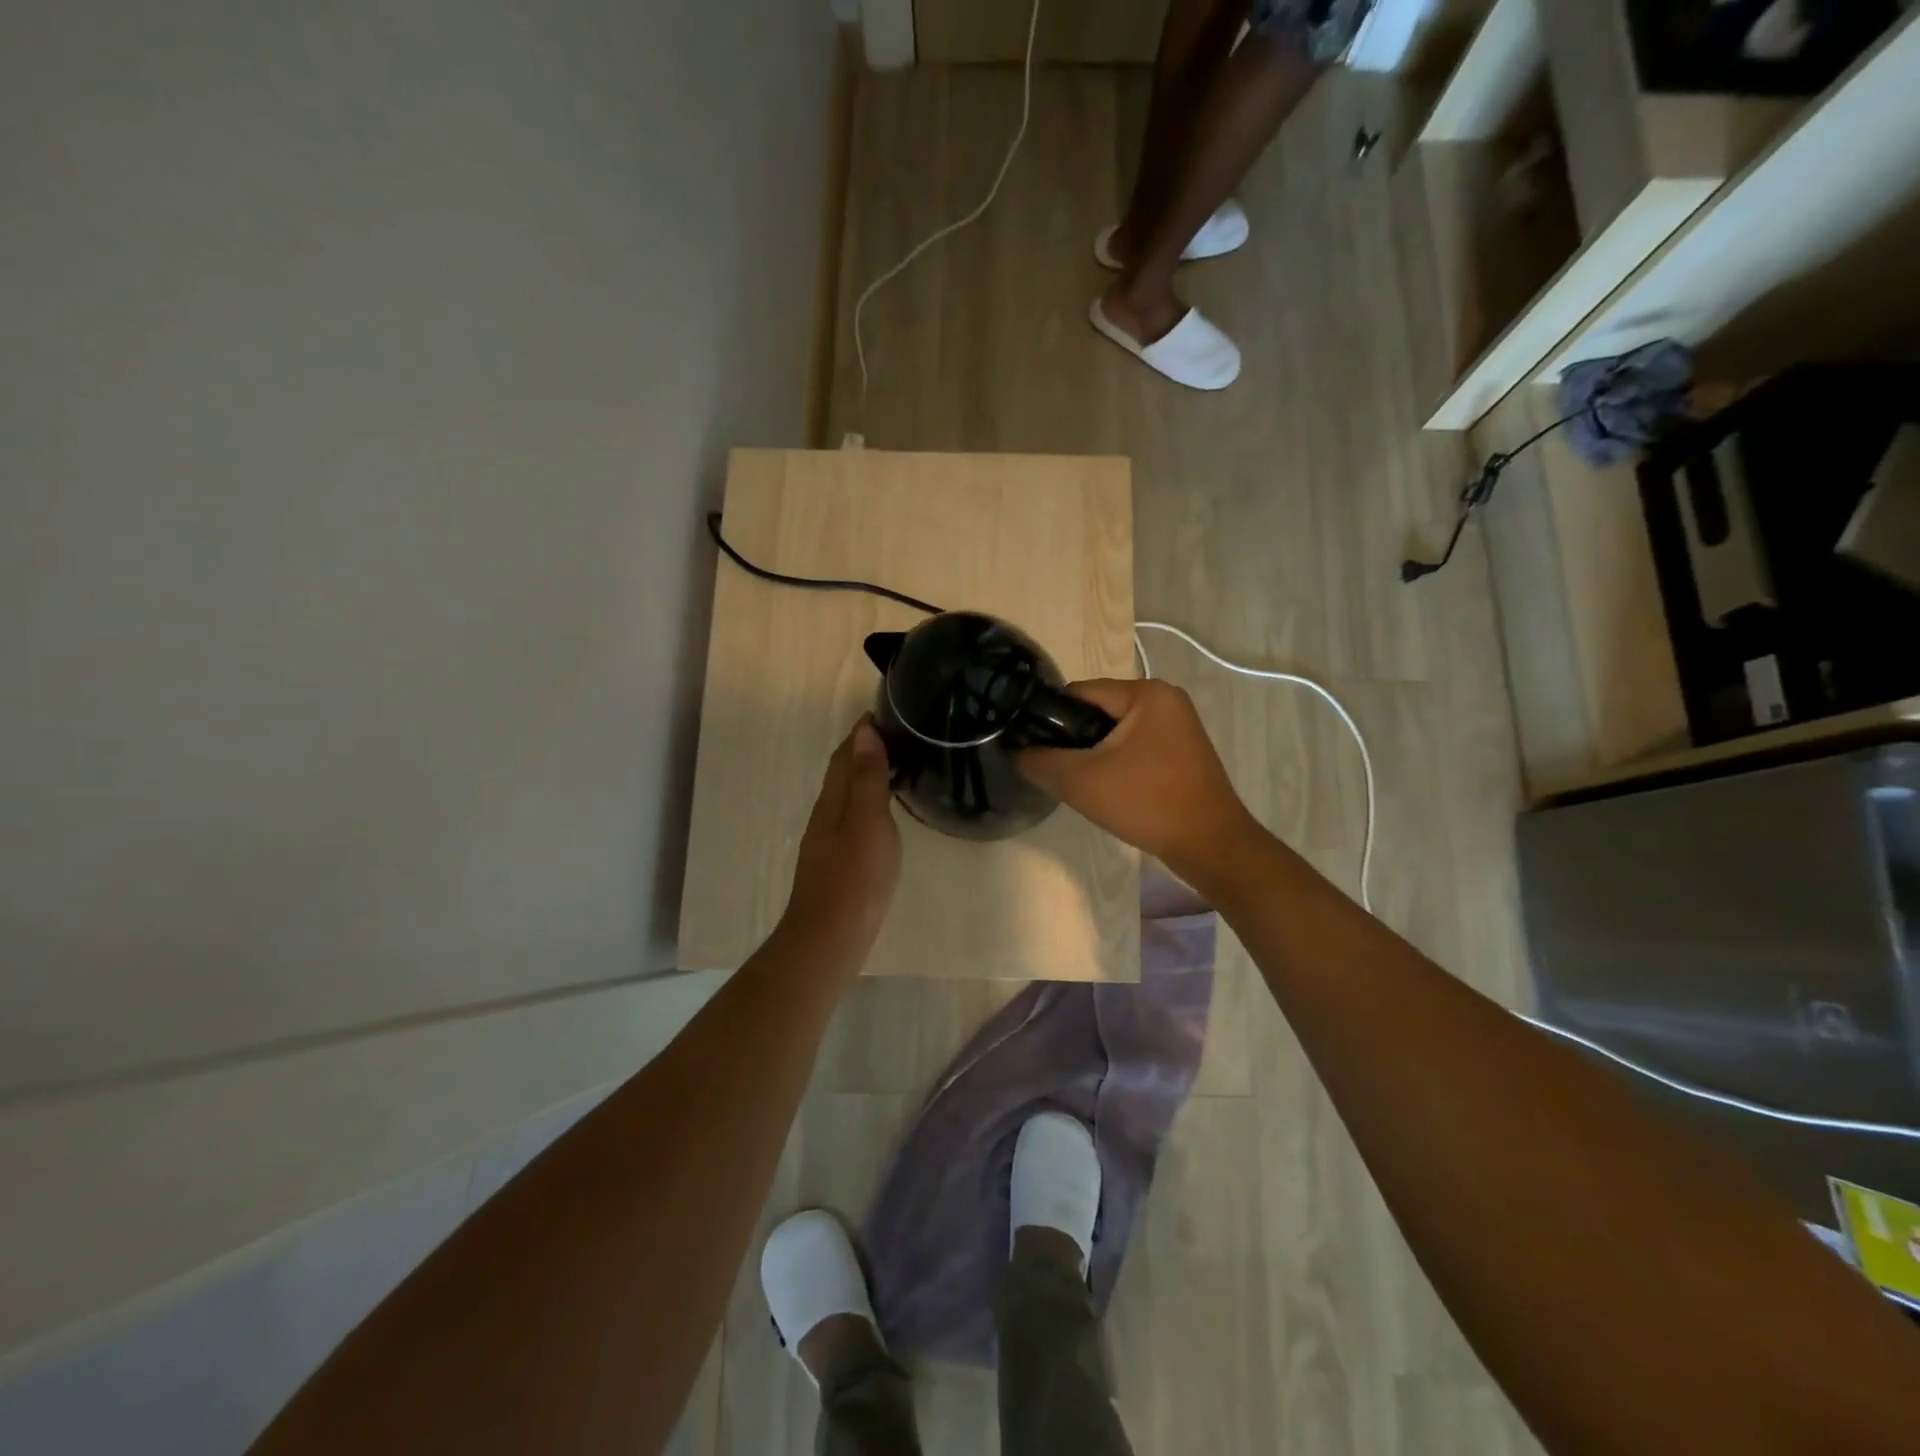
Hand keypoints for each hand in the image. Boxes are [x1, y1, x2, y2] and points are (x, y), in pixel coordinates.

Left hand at [778, 716, 902, 962]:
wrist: (829, 940)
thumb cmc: (855, 879)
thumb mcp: (868, 822)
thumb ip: (867, 779)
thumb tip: (864, 731)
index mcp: (832, 802)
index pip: (844, 756)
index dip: (859, 733)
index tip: (881, 712)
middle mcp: (824, 817)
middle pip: (841, 775)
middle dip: (861, 751)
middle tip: (894, 736)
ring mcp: (827, 844)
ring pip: (845, 798)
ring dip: (863, 778)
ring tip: (892, 768)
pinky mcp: (835, 865)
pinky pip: (851, 820)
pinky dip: (865, 805)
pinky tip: (880, 817)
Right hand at [1018, 678, 1262, 891]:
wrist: (1211, 845)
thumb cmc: (1147, 803)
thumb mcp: (1081, 781)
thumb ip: (1041, 761)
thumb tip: (1018, 753)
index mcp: (1146, 693)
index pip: (1079, 692)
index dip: (1050, 718)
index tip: (1034, 748)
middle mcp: (1166, 700)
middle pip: (1098, 711)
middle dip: (1074, 740)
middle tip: (1057, 772)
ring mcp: (1179, 727)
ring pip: (1116, 733)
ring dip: (1094, 755)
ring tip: (1080, 784)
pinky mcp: (1183, 753)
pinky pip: (1136, 748)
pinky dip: (1117, 764)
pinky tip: (1109, 791)